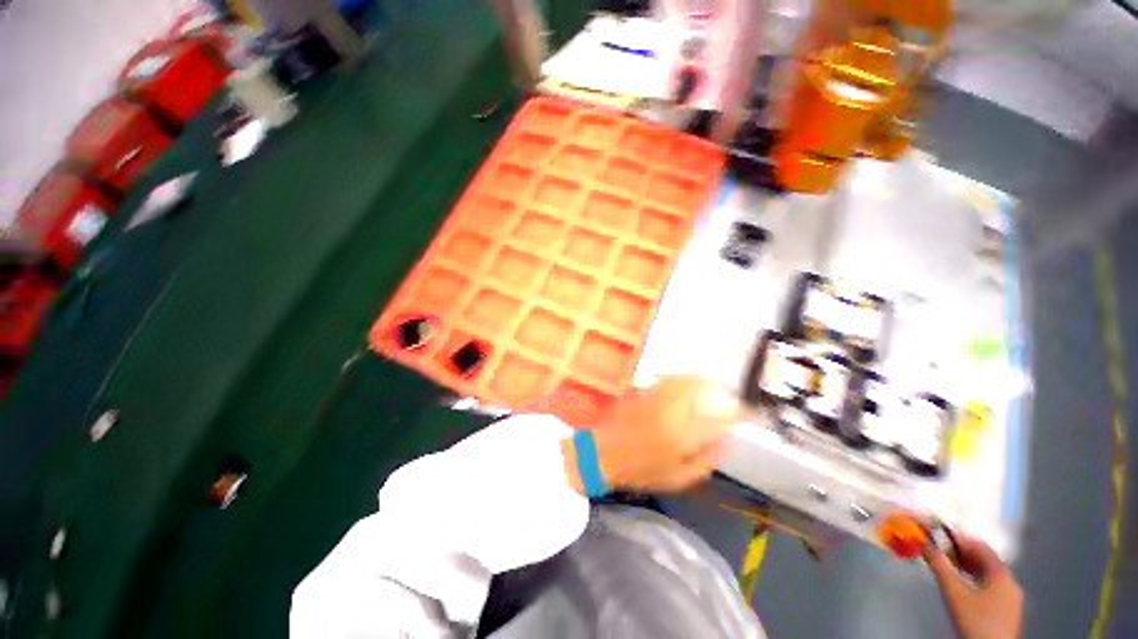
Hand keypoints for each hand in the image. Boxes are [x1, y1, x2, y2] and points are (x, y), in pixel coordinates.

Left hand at [563, 376, 741, 493]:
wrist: (602, 454)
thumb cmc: (641, 471)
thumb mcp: (679, 478)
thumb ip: (707, 459)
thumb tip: (729, 442)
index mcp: (684, 436)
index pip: (719, 420)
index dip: (738, 414)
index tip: (747, 413)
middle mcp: (671, 411)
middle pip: (701, 389)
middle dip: (718, 386)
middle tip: (728, 390)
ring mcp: (655, 398)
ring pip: (682, 379)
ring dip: (699, 378)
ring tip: (709, 381)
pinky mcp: (642, 391)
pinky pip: (665, 379)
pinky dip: (679, 377)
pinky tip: (684, 381)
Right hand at [925, 535, 1022, 638]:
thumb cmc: (975, 620)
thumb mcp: (953, 592)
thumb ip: (939, 566)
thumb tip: (926, 546)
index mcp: (1002, 573)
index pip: (980, 546)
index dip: (958, 539)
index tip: (939, 537)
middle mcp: (1010, 582)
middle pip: (985, 560)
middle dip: (961, 555)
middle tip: (941, 553)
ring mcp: (1011, 598)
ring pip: (987, 575)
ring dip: (966, 568)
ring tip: (948, 569)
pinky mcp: (1007, 611)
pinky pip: (990, 587)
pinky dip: (974, 581)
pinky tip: (963, 589)